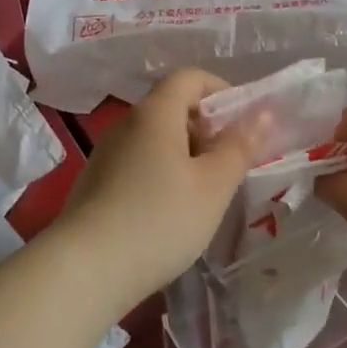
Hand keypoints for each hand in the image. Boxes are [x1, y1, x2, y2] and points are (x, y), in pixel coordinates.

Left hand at [56, 69, 258, 312]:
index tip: (244, 123)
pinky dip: (162, 174)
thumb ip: (239, 146)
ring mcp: (106, 154)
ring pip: (156, 139)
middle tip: (230, 164)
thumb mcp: (213, 185)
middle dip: (207, 128)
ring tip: (205, 193)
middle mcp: (126, 124)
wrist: (85, 270)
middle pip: (172, 107)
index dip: (221, 90)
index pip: (190, 77)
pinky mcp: (96, 184)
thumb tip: (261, 113)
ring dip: (186, 154)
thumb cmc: (160, 219)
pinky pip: (138, 163)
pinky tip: (170, 213)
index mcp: (155, 113)